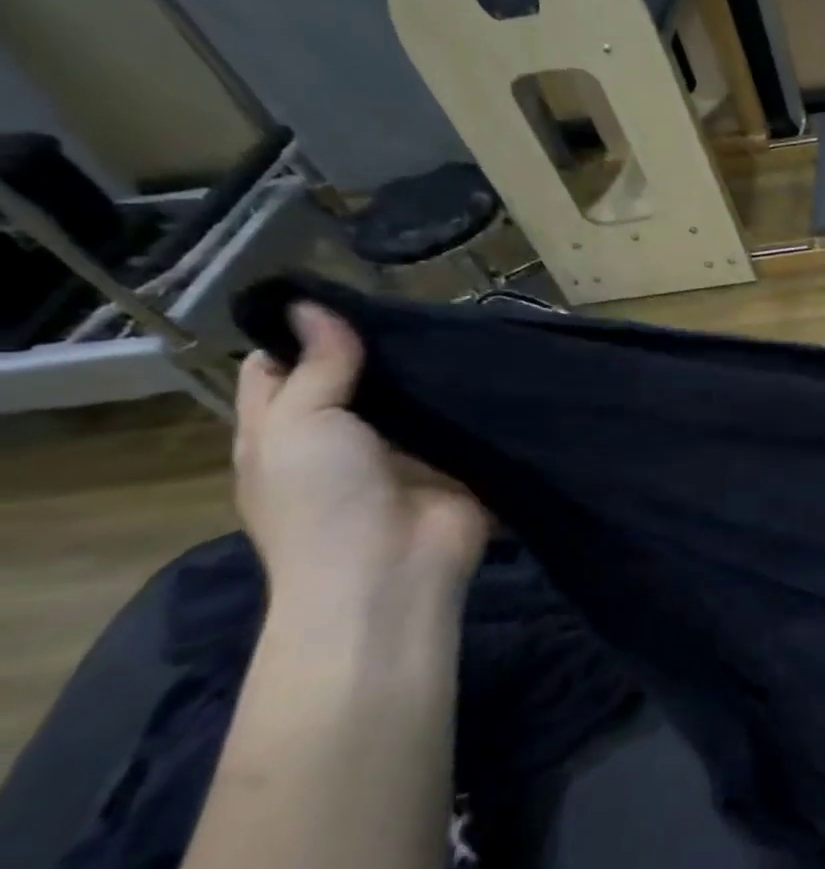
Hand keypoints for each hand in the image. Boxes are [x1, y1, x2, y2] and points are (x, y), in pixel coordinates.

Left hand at [234, 303, 487, 613]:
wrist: (394, 572)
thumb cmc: (323, 501)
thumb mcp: (299, 426)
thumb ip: (317, 368)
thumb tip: (313, 305)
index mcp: (287, 430)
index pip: (283, 369)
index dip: (302, 333)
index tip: (341, 296)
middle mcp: (344, 437)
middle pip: (357, 378)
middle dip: (381, 346)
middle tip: (416, 303)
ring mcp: (405, 451)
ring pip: (415, 397)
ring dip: (433, 369)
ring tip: (463, 321)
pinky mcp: (457, 462)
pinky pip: (465, 421)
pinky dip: (475, 398)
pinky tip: (497, 363)